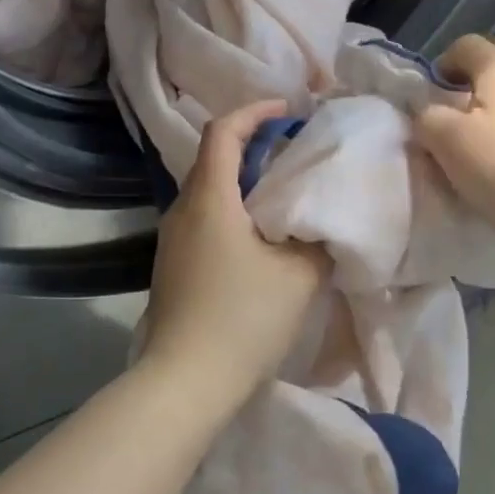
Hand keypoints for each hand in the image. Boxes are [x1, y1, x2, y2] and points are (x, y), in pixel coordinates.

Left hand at [141, 100, 329, 414]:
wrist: (184, 382)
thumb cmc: (242, 319)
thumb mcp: (297, 276)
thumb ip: (316, 239)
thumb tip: (323, 221)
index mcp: (209, 198)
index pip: (223, 131)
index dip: (254, 112)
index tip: (287, 111)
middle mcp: (182, 209)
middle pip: (212, 157)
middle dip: (251, 144)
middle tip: (292, 150)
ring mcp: (172, 239)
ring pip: (207, 190)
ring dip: (241, 180)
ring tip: (280, 191)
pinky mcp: (172, 265)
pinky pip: (202, 218)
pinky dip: (230, 208)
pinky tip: (257, 235)